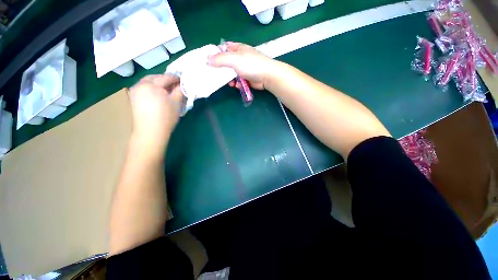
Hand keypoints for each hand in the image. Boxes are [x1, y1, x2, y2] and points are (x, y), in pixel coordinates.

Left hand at [128, 74, 183, 154]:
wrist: (150, 132)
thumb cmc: (166, 117)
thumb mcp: (176, 102)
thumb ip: (180, 90)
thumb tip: (183, 84)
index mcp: (150, 84)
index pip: (166, 77)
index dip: (176, 78)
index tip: (184, 81)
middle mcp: (140, 84)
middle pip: (155, 77)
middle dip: (167, 80)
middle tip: (177, 85)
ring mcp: (135, 91)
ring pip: (149, 82)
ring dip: (159, 84)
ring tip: (169, 90)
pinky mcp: (133, 98)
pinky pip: (145, 88)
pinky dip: (153, 88)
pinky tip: (159, 95)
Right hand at [207, 42, 276, 89]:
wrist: (267, 76)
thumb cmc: (250, 64)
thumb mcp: (233, 59)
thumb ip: (220, 59)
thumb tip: (207, 60)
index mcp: (237, 49)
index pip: (223, 48)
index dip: (216, 54)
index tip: (209, 61)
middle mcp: (240, 57)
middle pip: (227, 63)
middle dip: (222, 70)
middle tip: (217, 76)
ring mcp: (244, 68)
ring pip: (232, 74)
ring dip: (230, 79)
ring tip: (230, 83)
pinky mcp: (248, 78)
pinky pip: (239, 80)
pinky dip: (237, 83)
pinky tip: (238, 85)